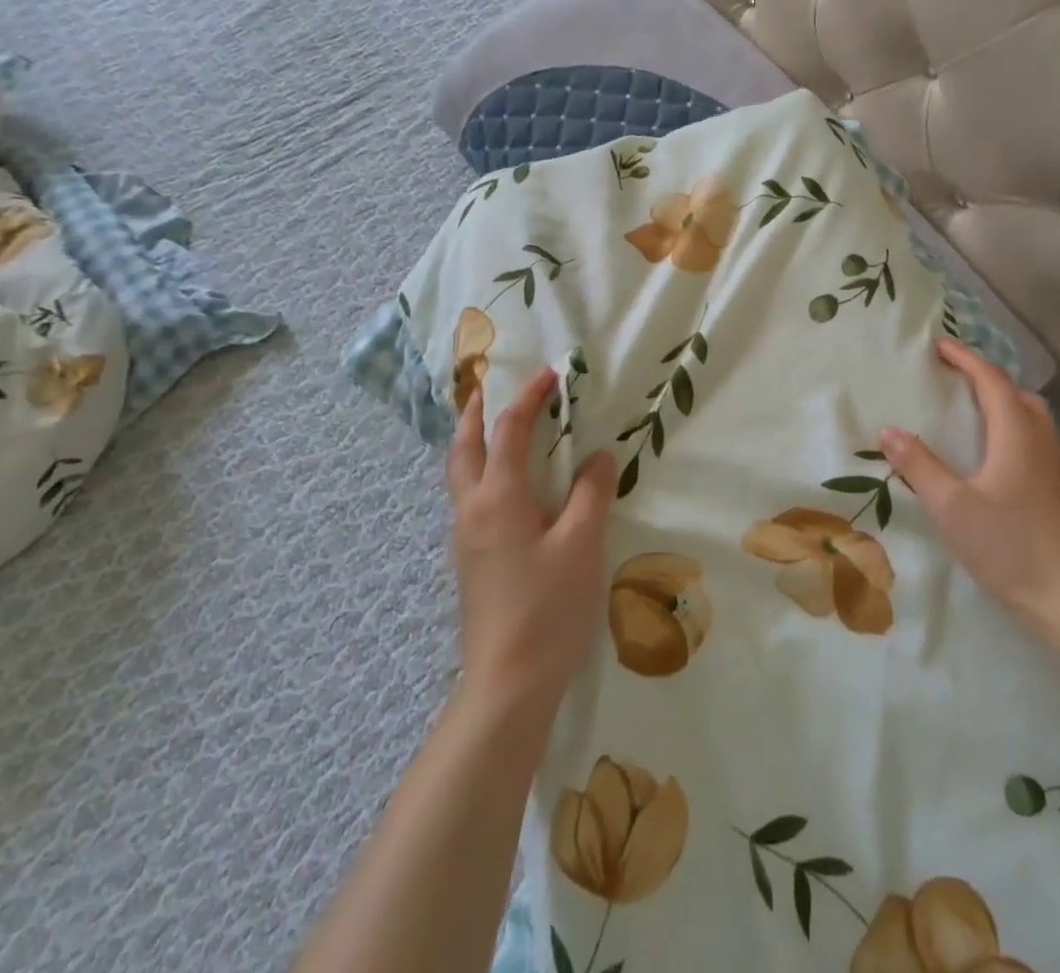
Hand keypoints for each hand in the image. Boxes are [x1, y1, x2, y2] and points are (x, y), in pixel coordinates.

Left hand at [447, 366, 616, 719]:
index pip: (509, 431)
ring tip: (497, 427)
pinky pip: (470, 498)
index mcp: (498, 498)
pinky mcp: (471, 561)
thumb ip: (590, 493)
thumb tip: (598, 457)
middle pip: (463, 447)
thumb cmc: (548, 607)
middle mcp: (472, 510)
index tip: (550, 375)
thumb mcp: (582, 543)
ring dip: (474, 441)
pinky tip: (509, 485)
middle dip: (475, 412)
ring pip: (461, 474)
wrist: (508, 684)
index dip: (529, 398)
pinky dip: (482, 471)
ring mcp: (466, 538)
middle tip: (490, 387)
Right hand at [880, 338, 1059, 638]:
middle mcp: (1040, 439)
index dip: (964, 358)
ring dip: (999, 398)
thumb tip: (887, 429)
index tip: (937, 346)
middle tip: (950, 374)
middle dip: (983, 375)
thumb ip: (919, 465)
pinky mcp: (1057, 486)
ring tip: (968, 406)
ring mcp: (1054, 463)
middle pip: (1015, 390)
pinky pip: (1032, 434)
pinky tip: (990, 450)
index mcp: (1016, 433)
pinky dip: (1009, 422)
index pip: (991, 379)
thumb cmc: (1008, 547)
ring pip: (1028, 413)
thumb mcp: (952, 506)